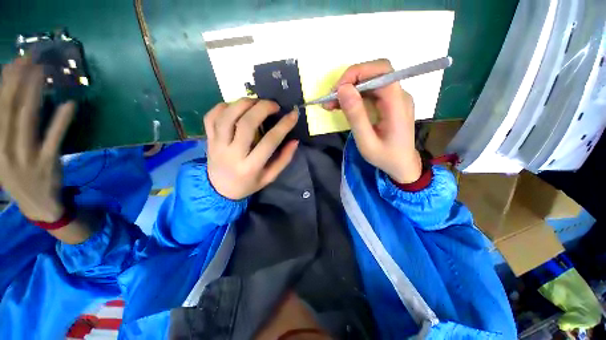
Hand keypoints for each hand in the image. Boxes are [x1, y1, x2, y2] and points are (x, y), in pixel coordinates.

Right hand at [0, 58, 75, 221]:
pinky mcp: (48, 161)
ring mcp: (28, 155)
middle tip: (29, 58)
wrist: (38, 205)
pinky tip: (69, 105)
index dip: (5, 84)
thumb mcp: (2, 156)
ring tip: (43, 72)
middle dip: (19, 81)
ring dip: (35, 94)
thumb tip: (8, 100)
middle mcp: (7, 149)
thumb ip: (3, 131)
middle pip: (11, 109)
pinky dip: (61, 121)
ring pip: (29, 119)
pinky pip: (55, 137)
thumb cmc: (18, 177)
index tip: (13, 62)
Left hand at [204, 98, 298, 199]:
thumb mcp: (269, 177)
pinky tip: (236, 107)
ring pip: (226, 116)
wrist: (219, 190)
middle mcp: (232, 154)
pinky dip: (223, 106)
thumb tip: (294, 141)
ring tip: (256, 101)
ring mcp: (217, 145)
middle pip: (246, 124)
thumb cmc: (248, 184)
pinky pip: (211, 117)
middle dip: (262, 108)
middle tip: (274, 105)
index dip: (283, 126)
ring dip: (243, 103)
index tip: (293, 115)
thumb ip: (283, 160)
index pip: (269, 142)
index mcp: (250, 167)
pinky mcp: (208, 139)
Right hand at [325, 59, 421, 183]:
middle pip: (375, 73)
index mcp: (398, 104)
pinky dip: (354, 96)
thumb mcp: (366, 142)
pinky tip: (342, 105)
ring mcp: (395, 98)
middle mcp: (399, 95)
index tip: (337, 90)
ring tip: (331, 104)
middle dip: (350, 81)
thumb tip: (343, 89)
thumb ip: (356, 116)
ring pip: (371, 81)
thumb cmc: (385, 157)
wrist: (402, 165)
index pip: (381, 72)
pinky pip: (370, 92)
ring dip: (349, 89)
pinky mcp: (389, 103)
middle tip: (331, 97)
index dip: (357, 73)